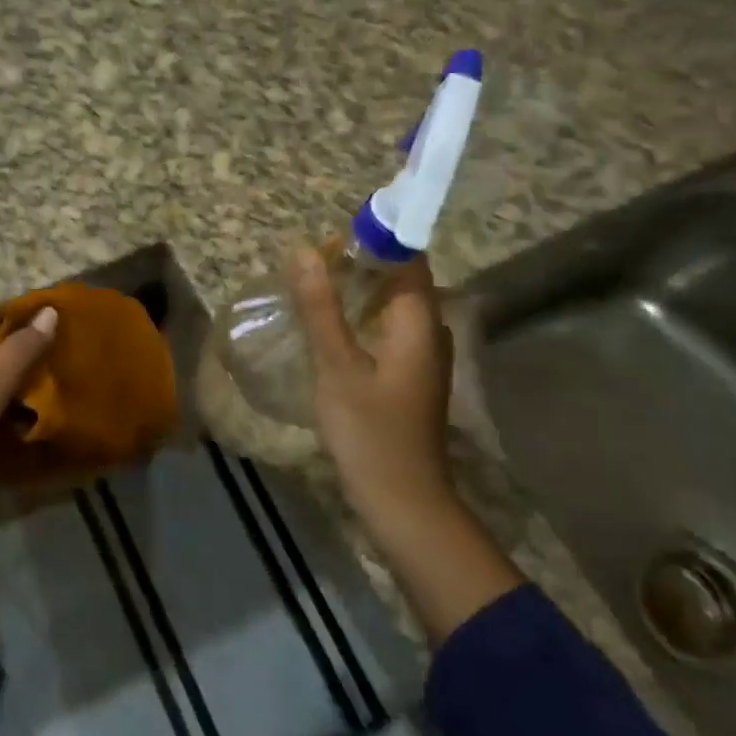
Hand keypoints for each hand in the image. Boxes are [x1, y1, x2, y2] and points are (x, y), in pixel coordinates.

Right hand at [291, 248, 453, 527]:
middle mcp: (431, 334)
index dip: (377, 239)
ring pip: (396, 307)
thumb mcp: (337, 367)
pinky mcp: (413, 379)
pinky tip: (335, 327)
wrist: (403, 502)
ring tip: (319, 285)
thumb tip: (304, 251)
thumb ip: (321, 308)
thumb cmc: (370, 432)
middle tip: (316, 259)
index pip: (408, 260)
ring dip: (363, 291)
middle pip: (403, 281)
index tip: (335, 234)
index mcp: (419, 324)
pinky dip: (365, 318)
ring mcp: (424, 359)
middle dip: (363, 263)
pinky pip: (391, 330)